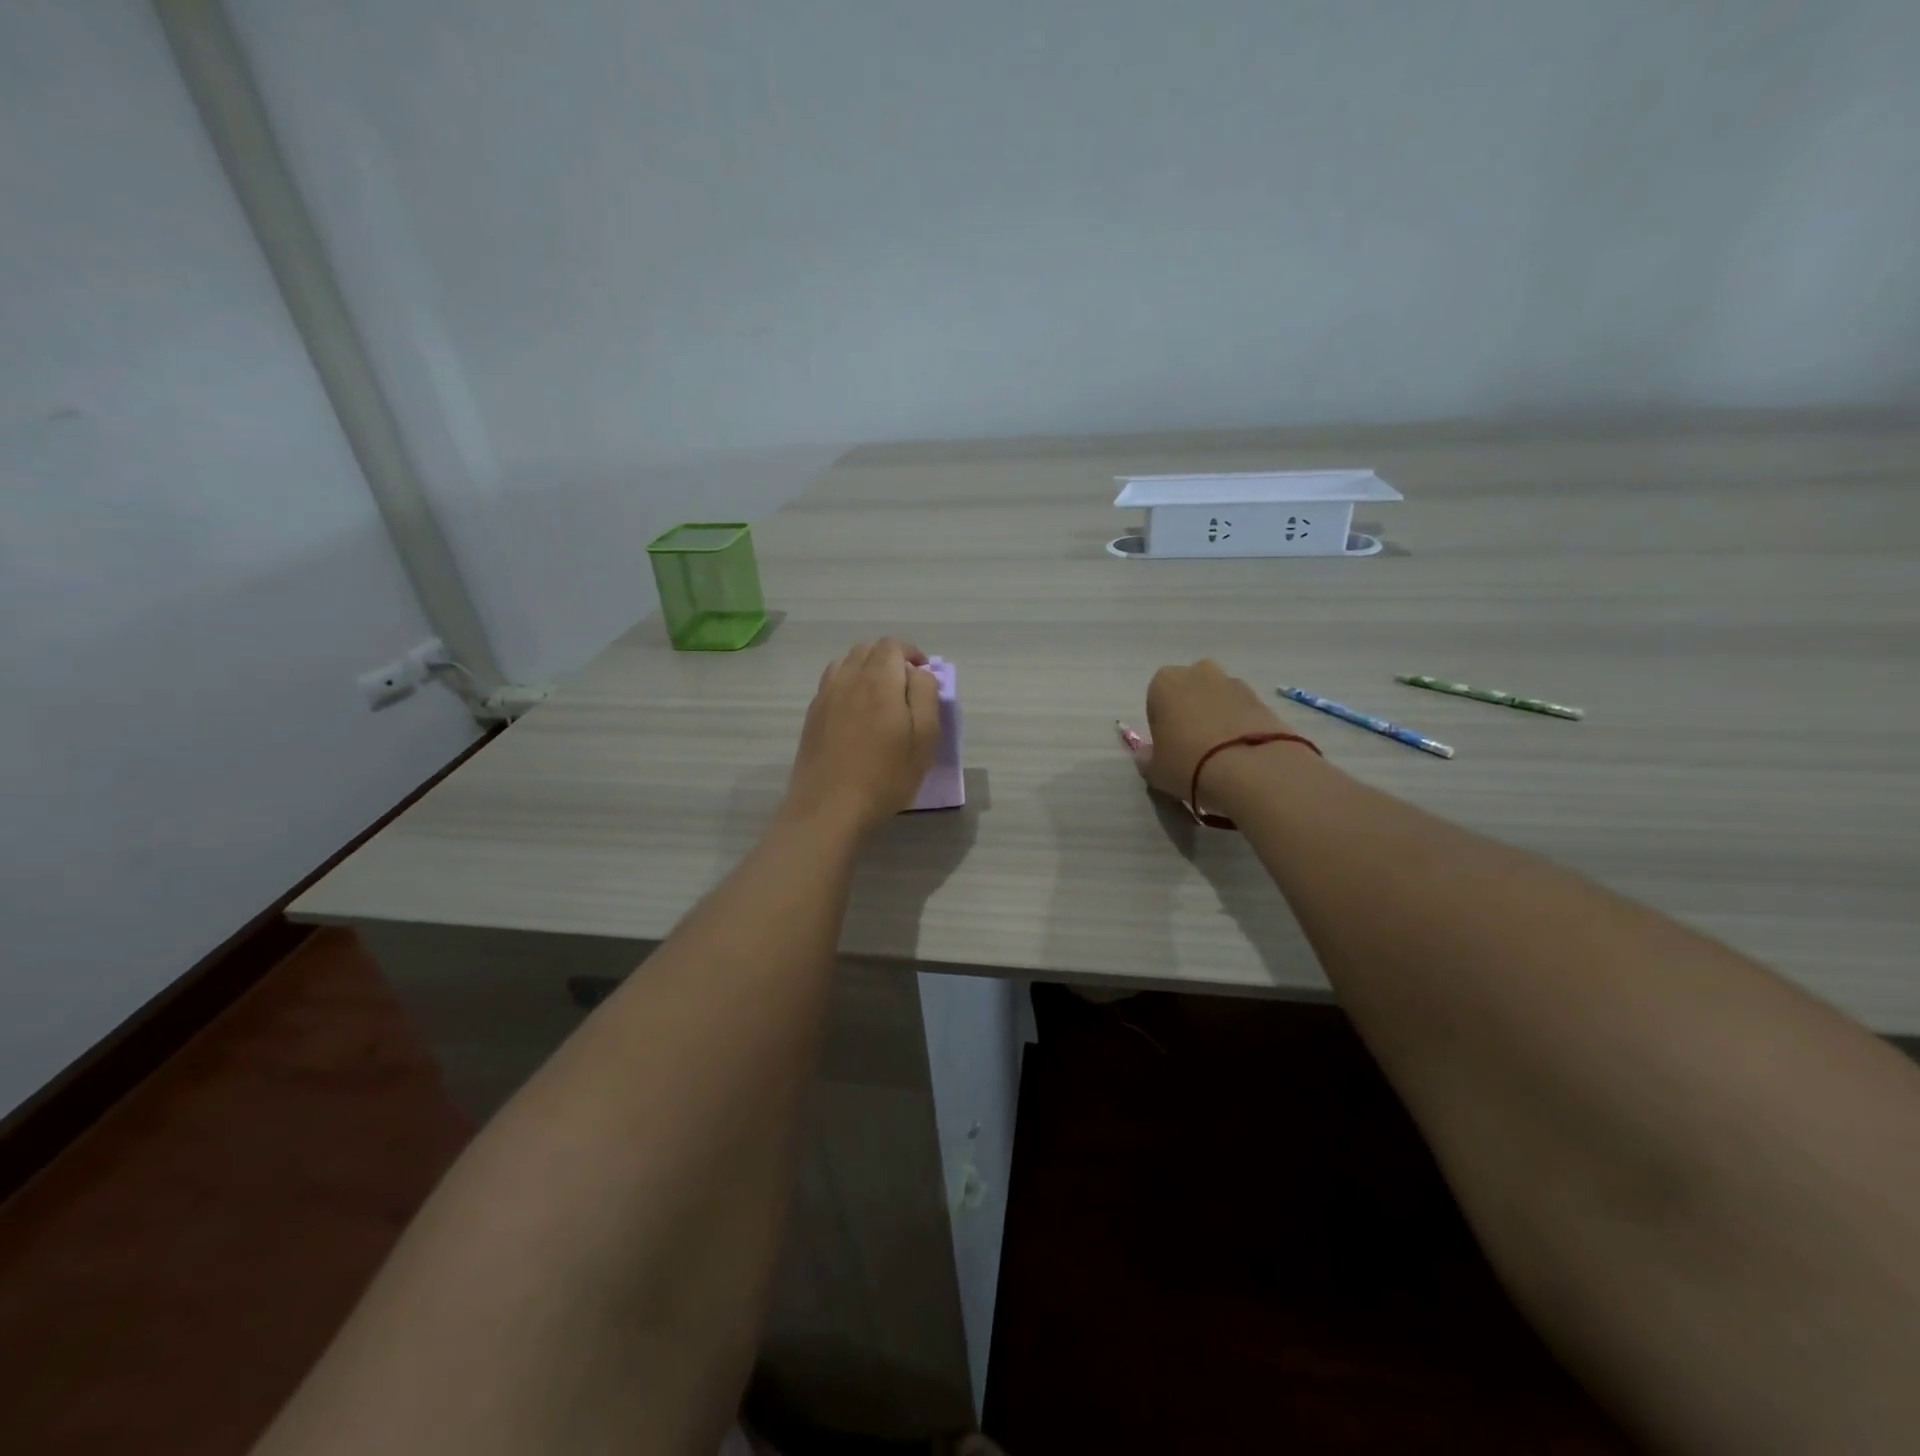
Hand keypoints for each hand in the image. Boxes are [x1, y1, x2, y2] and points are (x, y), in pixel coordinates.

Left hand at [784, 639, 940, 837]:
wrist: (829, 807)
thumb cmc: (886, 775)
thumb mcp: (924, 738)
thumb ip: (926, 695)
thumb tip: (919, 672)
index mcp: (879, 679)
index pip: (892, 645)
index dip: (911, 653)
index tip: (923, 676)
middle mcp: (848, 678)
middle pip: (867, 650)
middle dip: (889, 659)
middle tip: (905, 688)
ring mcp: (825, 695)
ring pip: (846, 664)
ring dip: (866, 670)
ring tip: (880, 698)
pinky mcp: (812, 715)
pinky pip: (831, 684)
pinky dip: (848, 686)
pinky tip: (856, 715)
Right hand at [1136, 659, 1295, 802]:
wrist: (1251, 769)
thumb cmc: (1188, 763)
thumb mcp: (1155, 770)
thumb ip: (1146, 758)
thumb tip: (1147, 755)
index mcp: (1164, 683)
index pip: (1155, 701)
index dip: (1161, 726)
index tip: (1168, 749)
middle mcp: (1198, 672)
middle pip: (1189, 693)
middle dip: (1190, 713)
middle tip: (1193, 748)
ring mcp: (1234, 683)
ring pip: (1218, 700)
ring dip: (1217, 718)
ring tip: (1221, 755)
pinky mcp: (1263, 699)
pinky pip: (1242, 712)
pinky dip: (1240, 727)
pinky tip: (1241, 754)